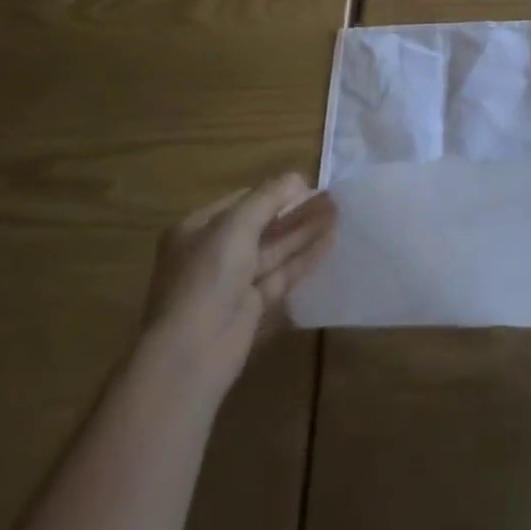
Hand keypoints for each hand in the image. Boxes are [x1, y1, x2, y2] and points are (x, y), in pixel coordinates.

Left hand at [142, 174, 336, 399]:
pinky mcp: (251, 307)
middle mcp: (213, 253)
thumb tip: (297, 177)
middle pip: (261, 225)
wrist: (192, 352)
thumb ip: (268, 198)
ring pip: (274, 250)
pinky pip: (281, 275)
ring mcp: (232, 282)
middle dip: (295, 211)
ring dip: (304, 231)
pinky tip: (329, 242)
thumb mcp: (235, 226)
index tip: (308, 185)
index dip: (274, 192)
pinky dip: (304, 258)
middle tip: (331, 198)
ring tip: (338, 213)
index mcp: (197, 229)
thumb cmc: (207, 277)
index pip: (242, 201)